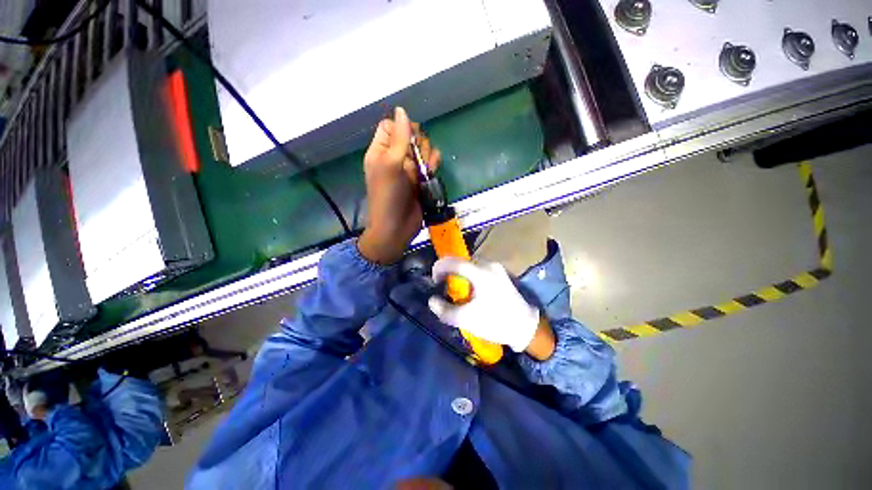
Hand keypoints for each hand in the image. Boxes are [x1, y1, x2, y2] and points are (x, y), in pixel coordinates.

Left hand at [358, 107, 440, 263]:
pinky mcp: (420, 180)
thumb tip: (401, 110)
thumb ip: (399, 138)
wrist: (396, 227)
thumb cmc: (388, 196)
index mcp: (381, 151)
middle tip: (417, 158)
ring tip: (427, 168)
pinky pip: (429, 164)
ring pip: (422, 150)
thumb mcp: (391, 164)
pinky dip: (433, 165)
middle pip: (410, 137)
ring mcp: (408, 169)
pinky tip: (432, 171)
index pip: (391, 126)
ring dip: (428, 155)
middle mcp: (394, 158)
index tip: (410, 138)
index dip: (402, 128)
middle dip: (418, 144)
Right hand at [428, 258, 546, 354]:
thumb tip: (432, 301)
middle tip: (443, 285)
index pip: (454, 262)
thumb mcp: (466, 320)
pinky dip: (469, 275)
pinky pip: (478, 268)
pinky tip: (470, 289)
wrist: (525, 327)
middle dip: (449, 271)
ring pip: (470, 264)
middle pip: (462, 261)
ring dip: (459, 273)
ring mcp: (496, 267)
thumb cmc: (495, 322)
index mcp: (481, 273)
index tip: (434, 280)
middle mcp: (489, 265)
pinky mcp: (500, 273)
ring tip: (455, 287)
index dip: (439, 268)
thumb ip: (445, 310)